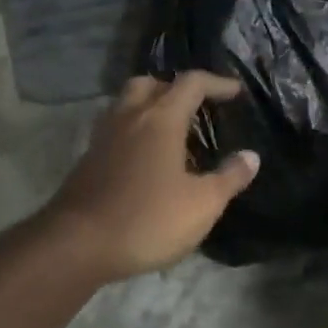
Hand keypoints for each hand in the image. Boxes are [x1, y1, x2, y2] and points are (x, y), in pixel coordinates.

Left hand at [44, 72, 259, 280]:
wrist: (76, 244)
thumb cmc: (147, 219)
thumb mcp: (202, 205)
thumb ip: (229, 177)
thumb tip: (251, 156)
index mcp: (161, 118)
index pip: (191, 83)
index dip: (216, 83)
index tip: (235, 92)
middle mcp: (129, 117)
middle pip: (151, 83)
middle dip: (176, 88)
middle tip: (195, 107)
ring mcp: (104, 136)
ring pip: (127, 103)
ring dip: (150, 105)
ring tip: (170, 131)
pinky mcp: (88, 159)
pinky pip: (115, 128)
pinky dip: (133, 130)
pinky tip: (145, 158)